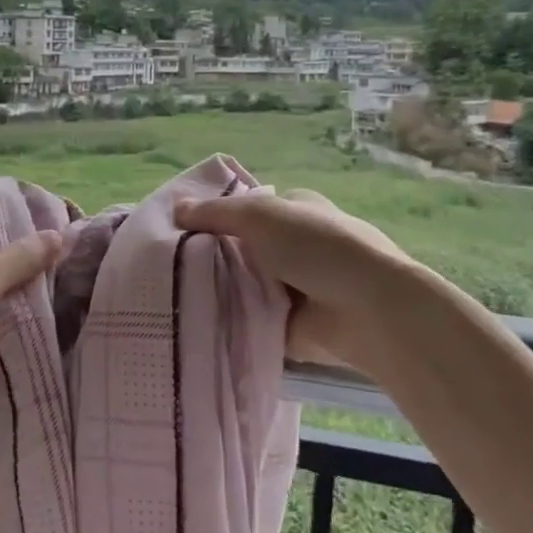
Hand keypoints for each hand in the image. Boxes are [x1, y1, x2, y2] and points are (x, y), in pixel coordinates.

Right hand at [174, 187, 413, 370]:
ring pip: (242, 284)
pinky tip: (192, 320)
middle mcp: (294, 245)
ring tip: (169, 294)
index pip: (246, 209)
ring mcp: (294, 286)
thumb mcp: (259, 215)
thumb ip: (214, 213)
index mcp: (295, 210)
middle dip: (210, 256)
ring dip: (217, 289)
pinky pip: (248, 318)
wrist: (366, 311)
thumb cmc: (317, 247)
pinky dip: (229, 320)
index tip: (177, 229)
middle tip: (165, 265)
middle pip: (240, 248)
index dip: (214, 216)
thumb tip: (175, 209)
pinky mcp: (289, 323)